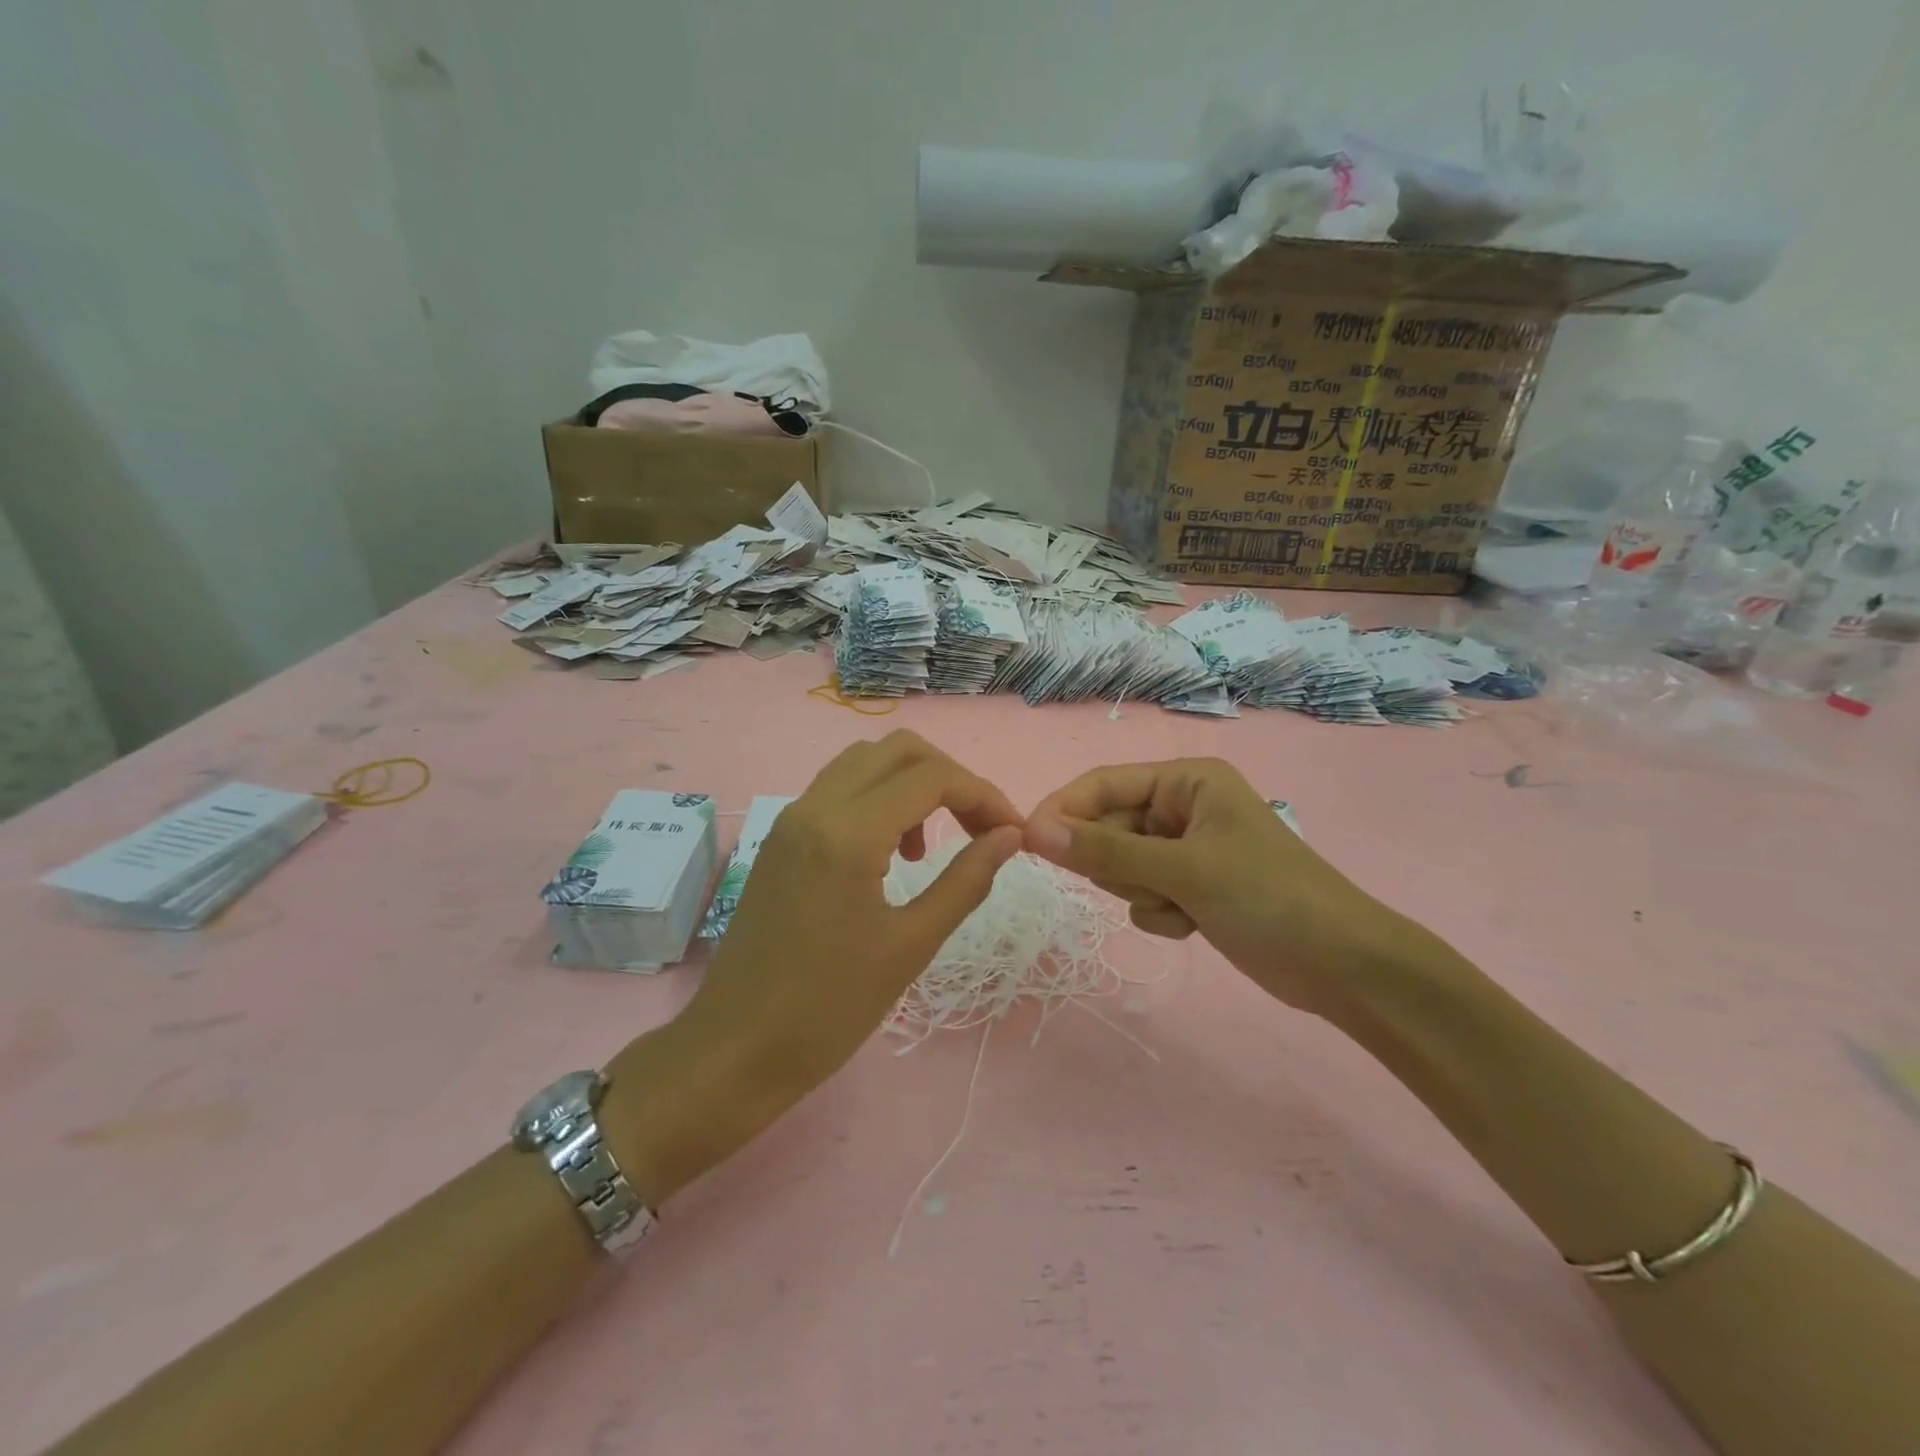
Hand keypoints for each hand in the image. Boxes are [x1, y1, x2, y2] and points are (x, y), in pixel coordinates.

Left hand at [608, 733, 1022, 1200]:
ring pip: (864, 762)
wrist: (735, 1050)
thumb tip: (1009, 836)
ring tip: (930, 846)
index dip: (983, 795)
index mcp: (849, 833)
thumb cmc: (829, 1008)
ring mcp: (792, 819)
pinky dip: (877, 798)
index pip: (932, 777)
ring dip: (911, 784)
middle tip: (978, 827)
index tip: (1012, 831)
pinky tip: (889, 853)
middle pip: (898, 750)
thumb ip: (966, 880)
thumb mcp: (911, 945)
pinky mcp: (781, 838)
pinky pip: (838, 789)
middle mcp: (816, 807)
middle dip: (949, 778)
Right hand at [1023, 758, 1414, 1019]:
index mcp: (1185, 780)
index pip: (1103, 784)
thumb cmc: (1268, 898)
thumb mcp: (1182, 869)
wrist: (1343, 967)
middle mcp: (1182, 806)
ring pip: (1122, 865)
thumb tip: (1032, 830)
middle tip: (1152, 885)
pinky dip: (1161, 912)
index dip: (1064, 809)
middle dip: (1120, 864)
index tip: (1026, 842)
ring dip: (1142, 892)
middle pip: (1109, 827)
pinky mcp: (1192, 886)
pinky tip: (1195, 924)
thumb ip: (1105, 849)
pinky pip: (1144, 893)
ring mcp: (1187, 848)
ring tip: (1184, 905)